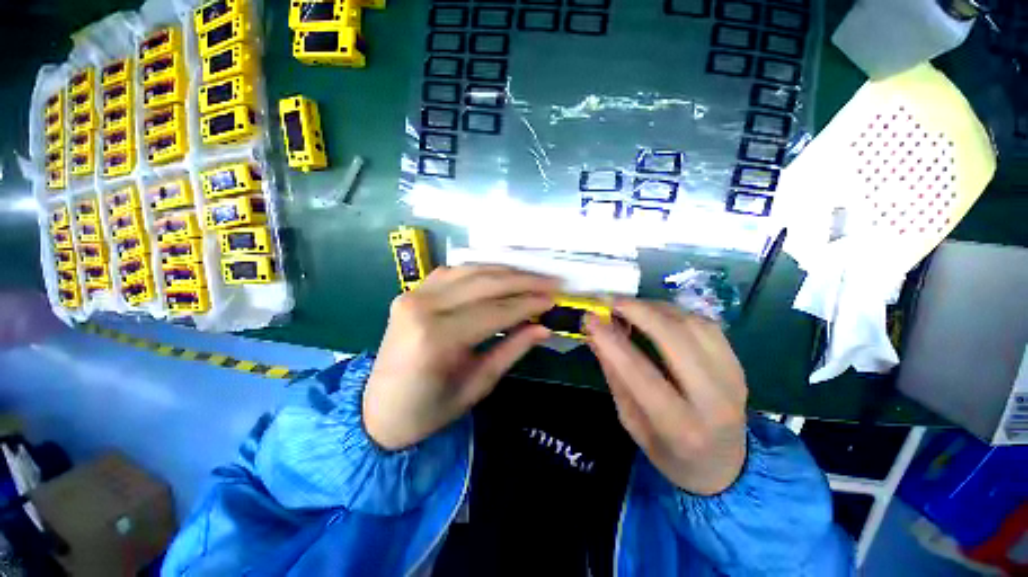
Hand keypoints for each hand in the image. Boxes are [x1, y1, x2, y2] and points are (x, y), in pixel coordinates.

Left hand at [363, 265, 557, 449]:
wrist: (378, 410)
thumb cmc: (429, 409)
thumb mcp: (478, 385)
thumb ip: (512, 350)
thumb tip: (544, 327)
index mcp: (438, 337)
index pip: (495, 311)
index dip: (528, 303)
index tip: (554, 299)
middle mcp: (423, 307)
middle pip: (484, 283)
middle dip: (523, 281)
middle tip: (550, 281)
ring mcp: (413, 295)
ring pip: (470, 271)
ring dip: (505, 272)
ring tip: (531, 276)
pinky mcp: (411, 292)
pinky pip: (452, 272)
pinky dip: (479, 271)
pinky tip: (498, 276)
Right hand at [585, 300, 747, 494]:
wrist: (723, 465)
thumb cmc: (668, 451)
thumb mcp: (631, 421)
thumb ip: (615, 376)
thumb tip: (594, 335)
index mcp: (681, 427)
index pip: (641, 374)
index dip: (612, 341)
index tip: (589, 318)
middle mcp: (714, 399)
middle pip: (675, 339)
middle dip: (638, 311)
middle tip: (610, 301)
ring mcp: (733, 378)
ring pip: (692, 325)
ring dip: (655, 308)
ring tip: (629, 306)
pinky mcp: (738, 364)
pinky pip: (705, 324)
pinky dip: (675, 312)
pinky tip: (655, 314)